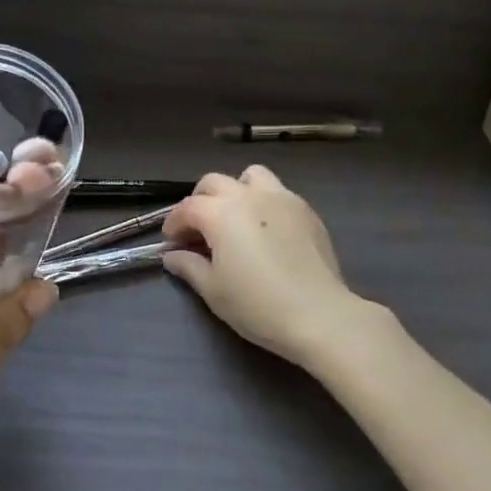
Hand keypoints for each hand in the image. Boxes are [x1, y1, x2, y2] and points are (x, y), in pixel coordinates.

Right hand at [162, 166, 367, 369]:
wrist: (318, 314)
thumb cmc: (257, 305)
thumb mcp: (213, 290)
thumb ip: (189, 267)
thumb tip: (173, 256)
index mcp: (221, 213)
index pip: (187, 207)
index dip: (174, 223)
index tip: (172, 241)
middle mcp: (248, 195)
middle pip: (214, 182)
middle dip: (200, 200)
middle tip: (198, 228)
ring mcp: (281, 197)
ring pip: (250, 176)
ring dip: (236, 190)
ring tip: (235, 217)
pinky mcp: (305, 209)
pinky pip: (277, 192)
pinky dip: (263, 202)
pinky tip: (266, 230)